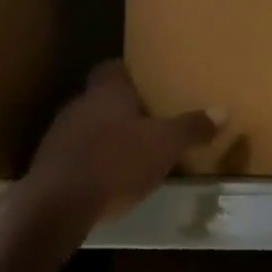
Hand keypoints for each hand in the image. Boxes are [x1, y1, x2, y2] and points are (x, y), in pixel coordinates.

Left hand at [27, 61, 217, 221]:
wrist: (58, 203)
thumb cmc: (116, 163)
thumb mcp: (165, 146)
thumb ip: (192, 127)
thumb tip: (222, 110)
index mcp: (108, 91)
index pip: (115, 68)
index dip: (132, 74)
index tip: (151, 84)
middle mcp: (80, 104)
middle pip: (103, 98)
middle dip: (125, 109)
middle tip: (151, 122)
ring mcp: (59, 134)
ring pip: (89, 126)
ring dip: (108, 136)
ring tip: (133, 153)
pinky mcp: (49, 164)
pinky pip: (77, 154)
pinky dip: (93, 161)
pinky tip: (108, 178)